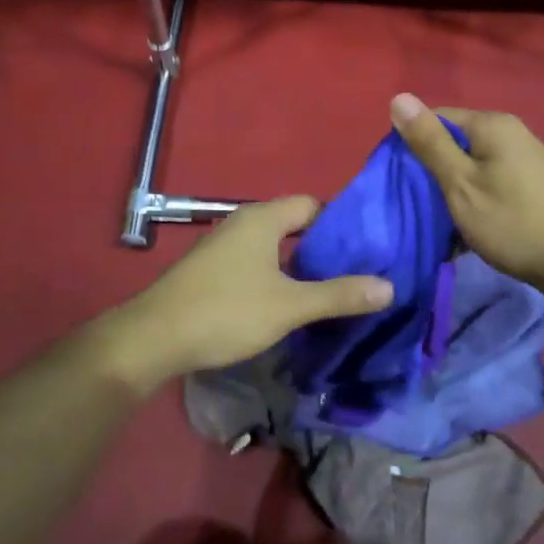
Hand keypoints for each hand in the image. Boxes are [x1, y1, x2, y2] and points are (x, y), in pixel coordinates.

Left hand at [97, 197, 393, 390]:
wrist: (154, 338)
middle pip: (294, 225)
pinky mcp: (212, 270)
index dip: (341, 222)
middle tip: (357, 271)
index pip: (312, 205)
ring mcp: (223, 246)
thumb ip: (338, 295)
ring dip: (300, 265)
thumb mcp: (289, 305)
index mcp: (263, 218)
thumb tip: (389, 286)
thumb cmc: (226, 311)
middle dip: (324, 247)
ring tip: (331, 290)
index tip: (368, 247)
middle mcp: (243, 223)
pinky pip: (255, 263)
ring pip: (274, 247)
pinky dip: (277, 276)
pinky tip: (289, 303)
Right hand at [389, 93, 543, 298]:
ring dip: (452, 193)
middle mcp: (509, 133)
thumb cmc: (514, 222)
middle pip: (453, 143)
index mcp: (490, 125)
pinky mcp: (532, 184)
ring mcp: (524, 158)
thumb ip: (429, 143)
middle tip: (417, 208)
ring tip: (440, 225)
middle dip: (432, 174)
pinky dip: (474, 203)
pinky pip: (489, 184)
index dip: (411, 146)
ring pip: (470, 167)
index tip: (399, 182)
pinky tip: (468, 232)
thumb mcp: (461, 183)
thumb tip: (399, 97)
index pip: (434, 118)